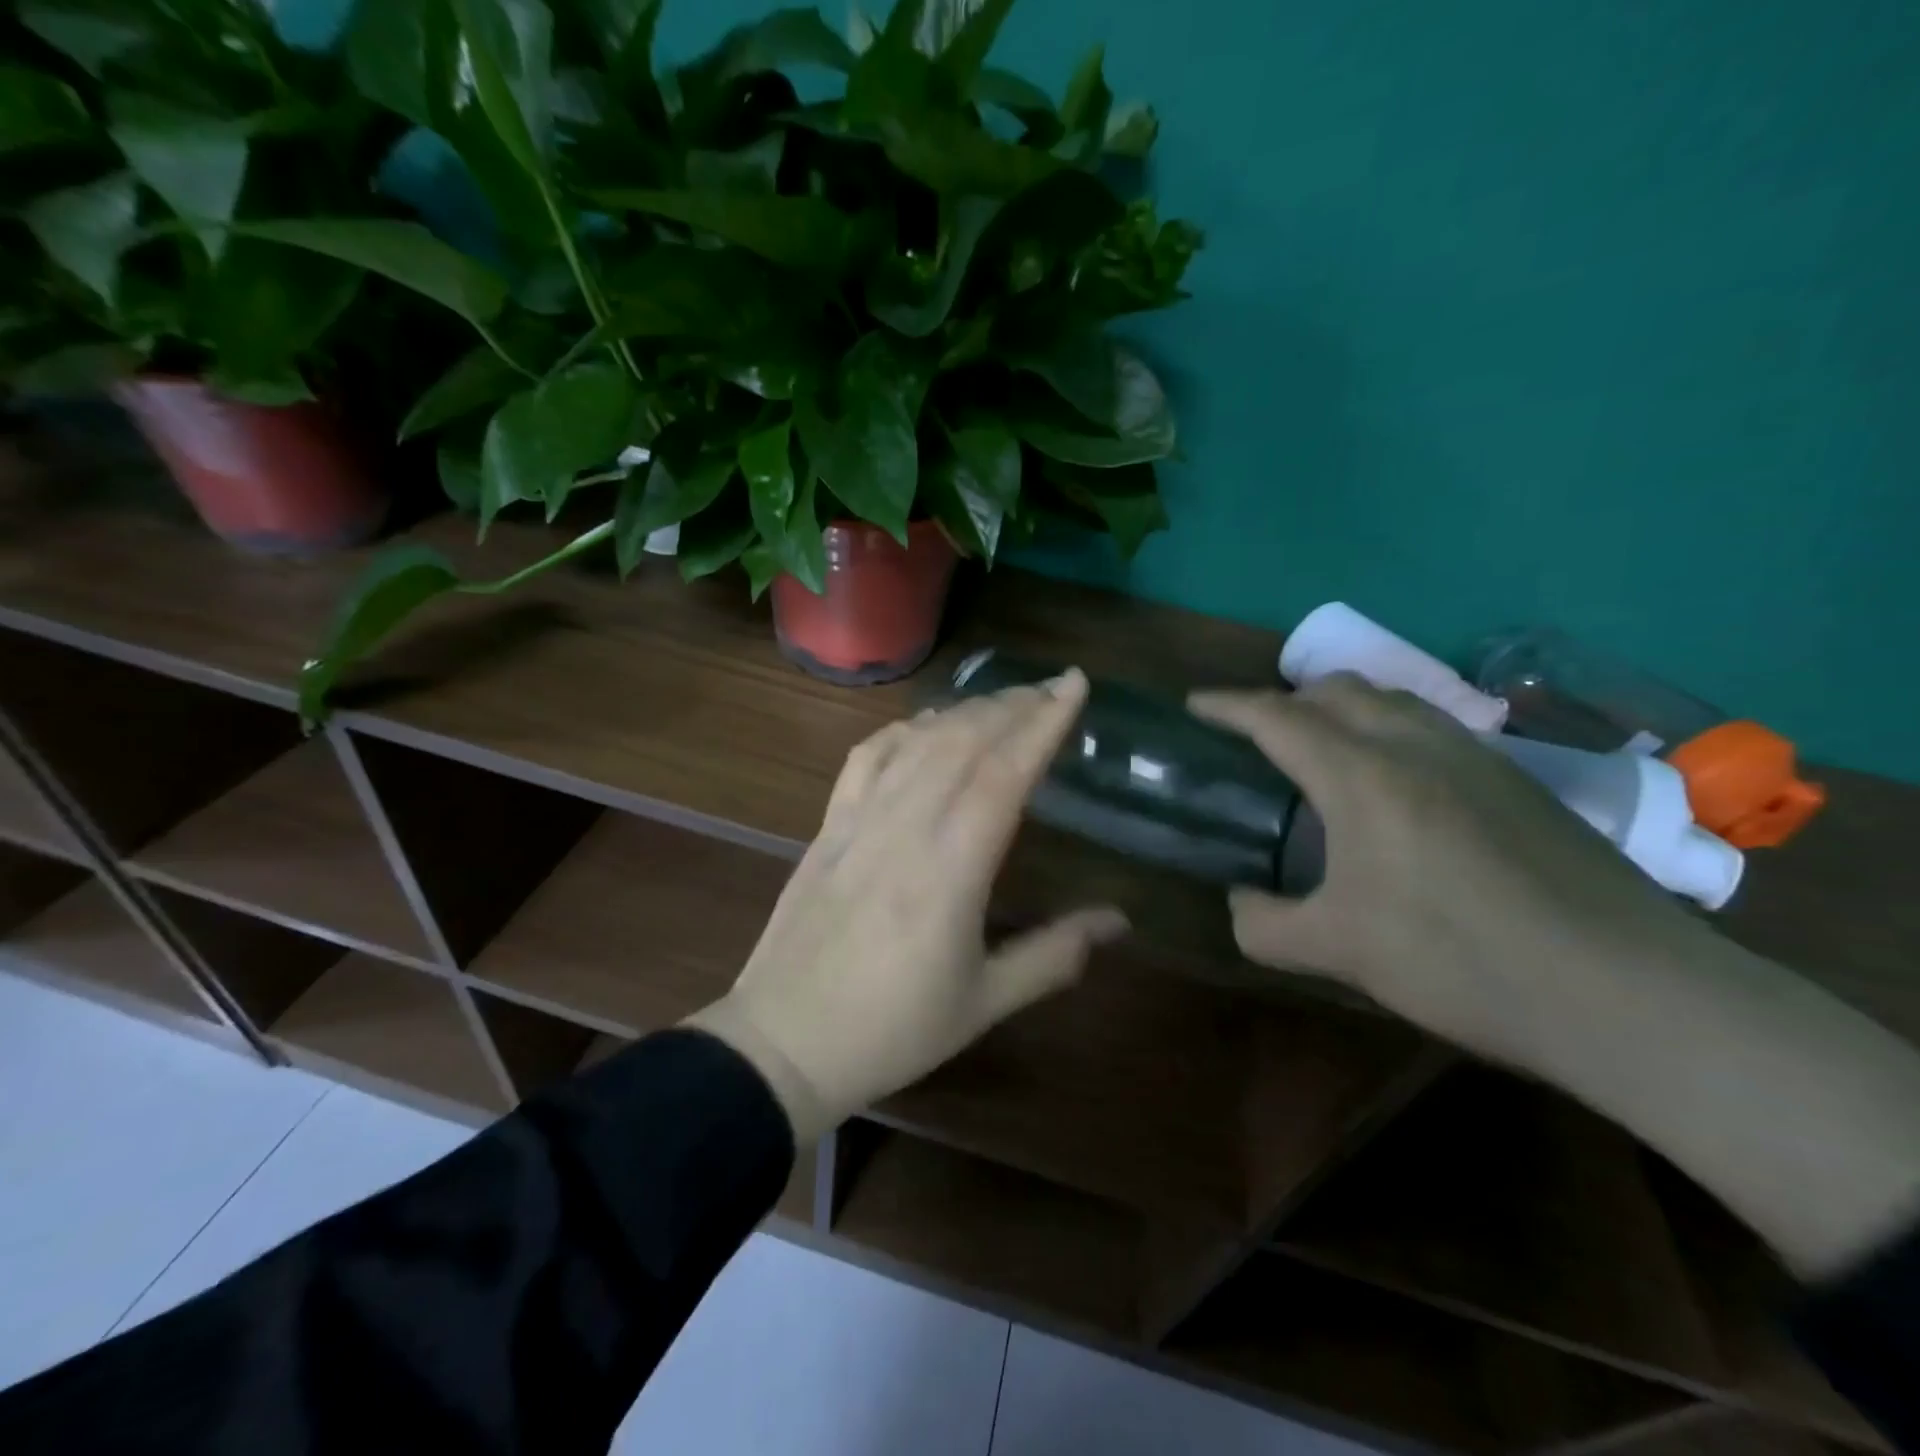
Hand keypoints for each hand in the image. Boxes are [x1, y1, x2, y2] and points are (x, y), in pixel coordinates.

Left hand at [686, 670, 1127, 1144]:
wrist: (783, 1042)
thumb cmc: (892, 1030)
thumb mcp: (984, 1003)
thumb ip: (1055, 955)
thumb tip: (1120, 920)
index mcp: (951, 870)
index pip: (1004, 774)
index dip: (1043, 723)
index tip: (1073, 685)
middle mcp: (905, 828)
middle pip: (963, 741)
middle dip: (1013, 705)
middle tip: (1050, 688)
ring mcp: (859, 821)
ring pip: (917, 742)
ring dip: (965, 710)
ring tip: (1003, 701)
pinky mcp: (828, 826)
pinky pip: (867, 758)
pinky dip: (902, 730)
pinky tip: (924, 725)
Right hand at [1193, 676, 1919, 1277]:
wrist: (1628, 993)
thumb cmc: (1460, 960)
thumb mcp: (1338, 952)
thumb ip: (1265, 926)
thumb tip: (1241, 904)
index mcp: (1363, 776)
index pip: (1278, 716)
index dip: (1228, 706)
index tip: (1194, 706)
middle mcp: (1417, 746)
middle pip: (1338, 690)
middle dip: (1286, 699)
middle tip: (1256, 736)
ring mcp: (1477, 758)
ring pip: (1392, 701)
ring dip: (1342, 709)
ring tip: (1320, 751)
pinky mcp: (1518, 782)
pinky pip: (1432, 728)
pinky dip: (1389, 731)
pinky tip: (1394, 786)